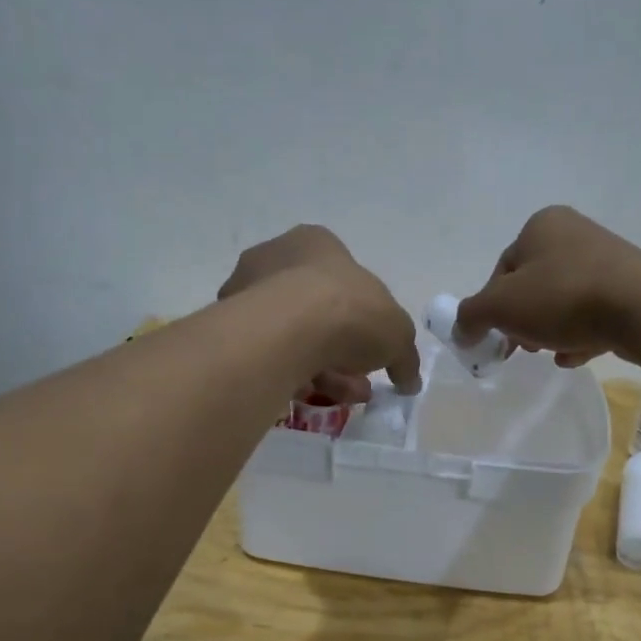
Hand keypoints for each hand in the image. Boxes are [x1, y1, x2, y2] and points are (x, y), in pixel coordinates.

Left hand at [219, 225, 421, 401]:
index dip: (365, 318)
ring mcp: (246, 292)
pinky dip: (292, 375)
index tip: (374, 351)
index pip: (344, 278)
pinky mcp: (230, 328)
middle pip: (317, 310)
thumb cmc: (349, 312)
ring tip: (343, 396)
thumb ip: (405, 356)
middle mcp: (276, 258)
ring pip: (293, 336)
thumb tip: (410, 379)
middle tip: (360, 382)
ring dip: (323, 368)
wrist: (290, 330)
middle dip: (344, 351)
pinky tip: (310, 397)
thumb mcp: (397, 334)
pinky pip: (269, 354)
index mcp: (316, 243)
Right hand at [454, 206, 640, 366]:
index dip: (492, 307)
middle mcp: (574, 233)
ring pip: (562, 302)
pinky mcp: (629, 287)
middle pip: (532, 286)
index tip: (496, 337)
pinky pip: (592, 313)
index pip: (502, 270)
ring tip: (550, 354)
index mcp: (541, 225)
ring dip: (549, 331)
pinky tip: (575, 356)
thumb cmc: (563, 297)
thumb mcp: (501, 306)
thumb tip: (460, 330)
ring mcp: (606, 259)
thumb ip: (471, 316)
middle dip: (523, 321)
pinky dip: (579, 335)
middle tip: (521, 348)